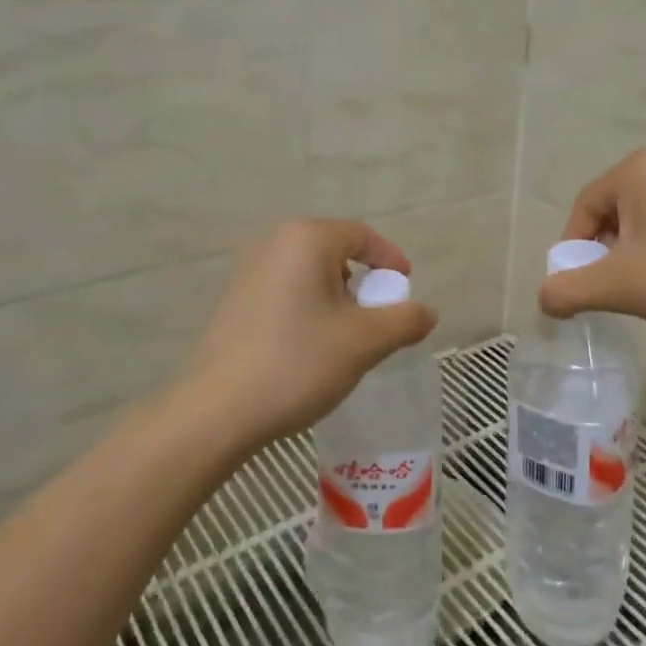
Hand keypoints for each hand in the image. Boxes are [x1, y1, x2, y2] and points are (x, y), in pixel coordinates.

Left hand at [182, 219, 437, 450]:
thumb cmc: (298, 362)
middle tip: (378, 315)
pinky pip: (287, 290)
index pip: (361, 235)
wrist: (219, 410)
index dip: (390, 259)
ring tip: (346, 334)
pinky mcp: (235, 300)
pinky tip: (311, 345)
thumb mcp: (365, 341)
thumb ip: (405, 320)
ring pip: (310, 273)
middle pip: (335, 251)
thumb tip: (426, 312)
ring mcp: (249, 271)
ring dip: (337, 296)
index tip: (405, 287)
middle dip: (363, 281)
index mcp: (306, 240)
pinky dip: (310, 307)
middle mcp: (274, 243)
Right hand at [539, 150, 645, 333]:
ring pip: (641, 221)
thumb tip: (545, 299)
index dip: (573, 251)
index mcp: (635, 170)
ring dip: (632, 255)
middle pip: (611, 213)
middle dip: (605, 254)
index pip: (582, 209)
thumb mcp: (620, 285)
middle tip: (615, 290)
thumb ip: (569, 290)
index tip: (582, 288)